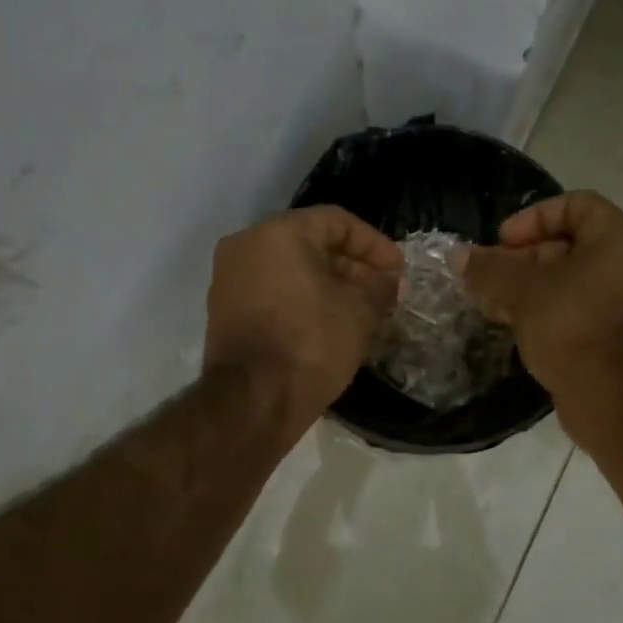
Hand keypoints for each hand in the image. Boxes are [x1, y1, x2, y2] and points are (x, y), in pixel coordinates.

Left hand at [203, 206, 402, 440]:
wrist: (253, 400)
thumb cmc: (311, 342)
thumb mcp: (360, 312)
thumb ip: (380, 287)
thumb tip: (390, 281)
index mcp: (278, 232)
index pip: (337, 222)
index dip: (374, 244)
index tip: (398, 271)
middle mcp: (246, 245)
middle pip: (311, 243)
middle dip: (352, 266)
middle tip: (383, 292)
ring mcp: (229, 279)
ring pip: (290, 269)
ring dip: (329, 284)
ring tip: (362, 310)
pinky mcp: (224, 311)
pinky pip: (272, 292)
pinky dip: (302, 300)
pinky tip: (330, 324)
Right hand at [463, 191, 622, 420]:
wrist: (613, 397)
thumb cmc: (571, 326)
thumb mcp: (521, 291)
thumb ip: (488, 269)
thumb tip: (457, 256)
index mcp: (619, 239)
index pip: (575, 205)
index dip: (533, 218)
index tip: (502, 242)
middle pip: (570, 244)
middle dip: (522, 258)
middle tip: (489, 277)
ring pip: (572, 280)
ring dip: (530, 287)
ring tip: (494, 304)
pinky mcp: (620, 336)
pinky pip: (581, 308)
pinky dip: (549, 310)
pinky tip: (516, 326)